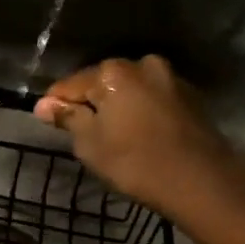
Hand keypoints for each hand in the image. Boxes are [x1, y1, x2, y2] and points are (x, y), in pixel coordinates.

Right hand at [34, 56, 244, 223]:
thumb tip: (44, 105)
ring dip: (118, 107)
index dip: (55, 104)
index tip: (47, 123)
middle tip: (82, 134)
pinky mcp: (190, 96)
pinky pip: (151, 99)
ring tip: (112, 136)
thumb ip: (67, 118)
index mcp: (112, 72)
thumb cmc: (134, 161)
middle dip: (90, 103)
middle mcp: (141, 64)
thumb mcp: (90, 143)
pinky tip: (139, 135)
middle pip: (102, 83)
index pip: (69, 84)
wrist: (200, 179)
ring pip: (130, 90)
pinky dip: (140, 112)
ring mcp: (170, 78)